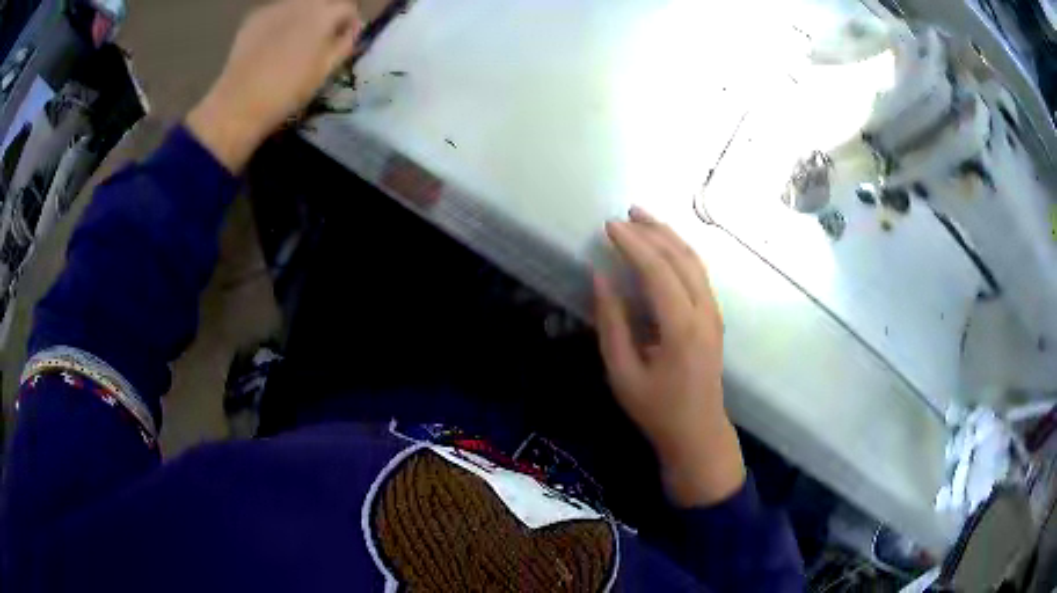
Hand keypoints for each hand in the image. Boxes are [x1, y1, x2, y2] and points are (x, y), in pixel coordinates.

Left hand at [187, 0, 361, 171]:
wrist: (239, 104)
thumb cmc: (288, 91)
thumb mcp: (326, 70)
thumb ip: (345, 44)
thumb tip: (351, 31)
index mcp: (323, 13)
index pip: (348, 7)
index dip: (350, 23)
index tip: (345, 41)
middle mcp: (301, 2)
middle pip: (322, 2)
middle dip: (326, 17)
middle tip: (320, 41)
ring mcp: (274, 8)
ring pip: (298, 5)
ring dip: (303, 18)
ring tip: (294, 43)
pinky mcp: (253, 19)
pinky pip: (276, 14)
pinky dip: (280, 23)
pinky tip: (272, 46)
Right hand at [594, 207, 744, 506]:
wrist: (698, 431)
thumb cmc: (656, 409)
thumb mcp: (622, 373)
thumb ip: (612, 323)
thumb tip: (600, 278)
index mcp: (681, 328)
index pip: (658, 271)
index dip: (633, 244)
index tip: (609, 226)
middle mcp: (704, 312)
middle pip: (681, 258)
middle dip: (652, 231)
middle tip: (624, 214)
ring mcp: (714, 313)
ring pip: (695, 261)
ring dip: (669, 236)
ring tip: (643, 218)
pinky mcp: (714, 316)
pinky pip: (699, 273)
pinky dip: (680, 252)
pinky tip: (664, 246)